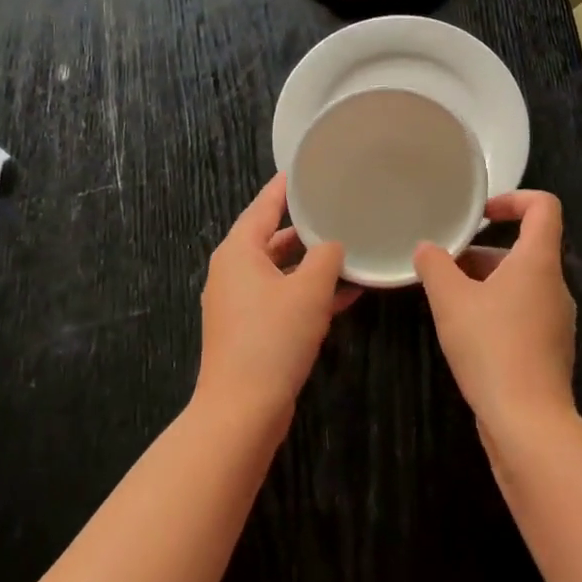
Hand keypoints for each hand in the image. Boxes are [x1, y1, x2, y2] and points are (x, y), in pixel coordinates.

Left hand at [198, 173, 358, 420]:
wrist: (242, 410)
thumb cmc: (273, 338)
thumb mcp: (309, 290)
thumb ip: (326, 258)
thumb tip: (332, 246)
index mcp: (239, 252)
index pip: (263, 206)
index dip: (284, 188)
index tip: (304, 170)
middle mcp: (233, 272)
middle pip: (271, 238)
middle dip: (304, 228)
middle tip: (335, 209)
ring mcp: (239, 304)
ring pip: (280, 271)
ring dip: (311, 264)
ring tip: (348, 249)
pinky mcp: (250, 331)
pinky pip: (282, 299)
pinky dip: (307, 294)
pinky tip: (345, 294)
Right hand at [414, 190, 576, 442]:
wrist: (528, 423)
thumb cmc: (491, 348)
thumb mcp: (450, 301)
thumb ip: (435, 266)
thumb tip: (426, 249)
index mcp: (539, 262)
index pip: (544, 207)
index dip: (514, 199)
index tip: (481, 215)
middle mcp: (555, 286)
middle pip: (526, 249)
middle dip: (483, 252)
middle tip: (446, 268)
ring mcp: (557, 320)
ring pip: (522, 285)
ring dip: (486, 284)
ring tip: (448, 302)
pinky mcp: (551, 350)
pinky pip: (524, 314)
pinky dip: (497, 312)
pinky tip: (468, 336)